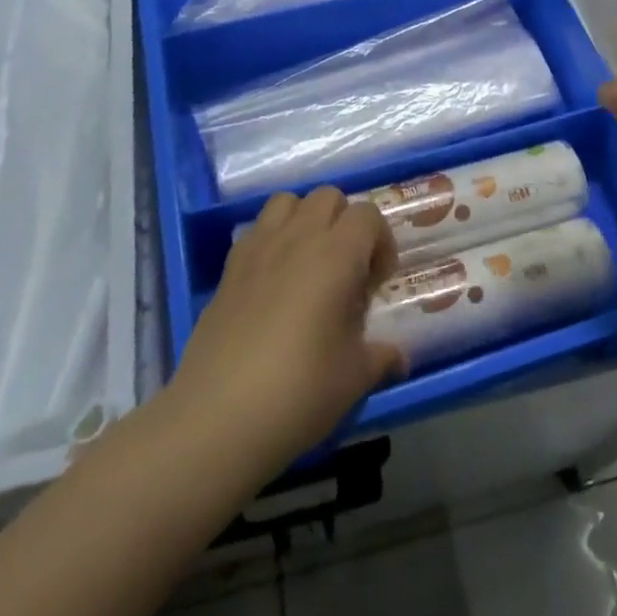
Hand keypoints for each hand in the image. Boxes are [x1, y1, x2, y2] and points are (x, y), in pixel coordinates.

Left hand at [169, 186, 404, 473]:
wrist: (217, 418)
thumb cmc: (299, 391)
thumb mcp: (355, 377)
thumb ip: (381, 357)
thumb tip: (399, 358)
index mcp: (336, 254)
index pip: (367, 215)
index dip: (381, 241)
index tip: (377, 281)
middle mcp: (298, 238)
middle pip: (328, 197)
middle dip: (345, 222)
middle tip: (348, 268)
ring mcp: (258, 249)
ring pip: (287, 202)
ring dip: (305, 220)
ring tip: (310, 263)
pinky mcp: (228, 269)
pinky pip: (256, 230)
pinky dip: (272, 239)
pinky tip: (274, 282)